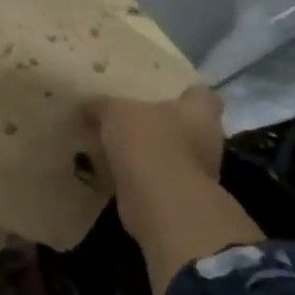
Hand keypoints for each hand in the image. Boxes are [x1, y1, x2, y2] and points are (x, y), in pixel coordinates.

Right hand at [85, 85, 225, 192]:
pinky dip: (140, 176)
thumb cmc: (149, 142)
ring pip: (171, 154)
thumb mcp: (115, 112)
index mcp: (200, 111)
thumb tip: (87, 105)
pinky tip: (115, 171)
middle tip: (129, 118)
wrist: (161, 202)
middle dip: (160, 124)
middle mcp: (208, 140)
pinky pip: (158, 179)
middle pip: (186, 125)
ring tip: (116, 145)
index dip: (183, 92)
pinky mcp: (180, 197)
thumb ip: (102, 105)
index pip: (201, 94)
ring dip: (149, 152)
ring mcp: (197, 172)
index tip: (160, 92)